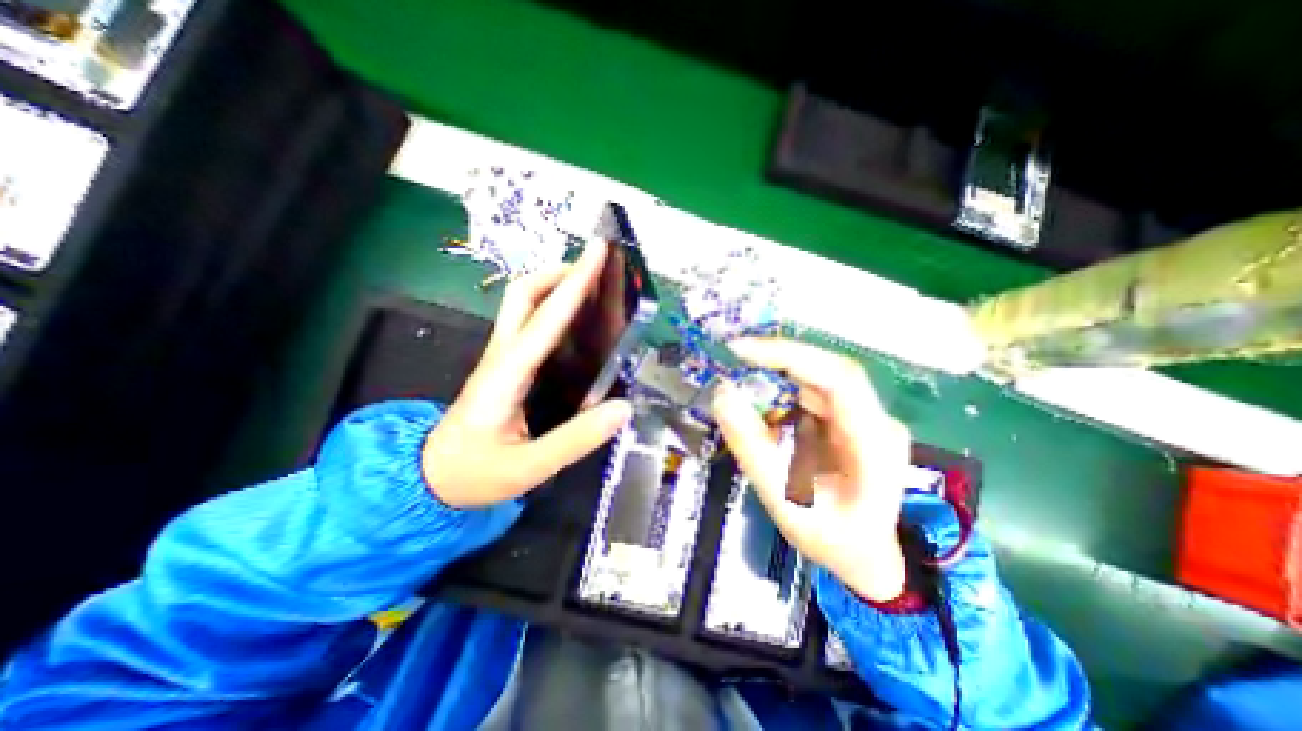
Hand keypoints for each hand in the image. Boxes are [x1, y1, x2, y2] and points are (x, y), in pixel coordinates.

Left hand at [424, 244, 632, 511]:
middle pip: (523, 293)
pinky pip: (529, 324)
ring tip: (591, 287)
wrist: (430, 479)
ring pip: (523, 304)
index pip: (545, 318)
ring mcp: (501, 358)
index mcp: (506, 374)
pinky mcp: (506, 366)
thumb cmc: (474, 474)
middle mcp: (502, 355)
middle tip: (594, 269)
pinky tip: (576, 323)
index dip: (574, 283)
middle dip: (559, 272)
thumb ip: (577, 440)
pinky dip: (552, 308)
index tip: (597, 253)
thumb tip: (624, 408)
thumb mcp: (528, 467)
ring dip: (554, 285)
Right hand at [709, 339, 906, 601]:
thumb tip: (723, 394)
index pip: (839, 377)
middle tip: (733, 360)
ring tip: (746, 397)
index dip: (790, 355)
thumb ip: (752, 447)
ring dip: (777, 382)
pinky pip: (812, 396)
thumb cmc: (831, 538)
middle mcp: (877, 420)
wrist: (866, 558)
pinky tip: (769, 421)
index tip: (742, 349)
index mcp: (874, 443)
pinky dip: (783, 399)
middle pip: (825, 372)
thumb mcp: (783, 500)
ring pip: (816, 381)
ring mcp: (865, 418)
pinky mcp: (849, 420)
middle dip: (776, 362)